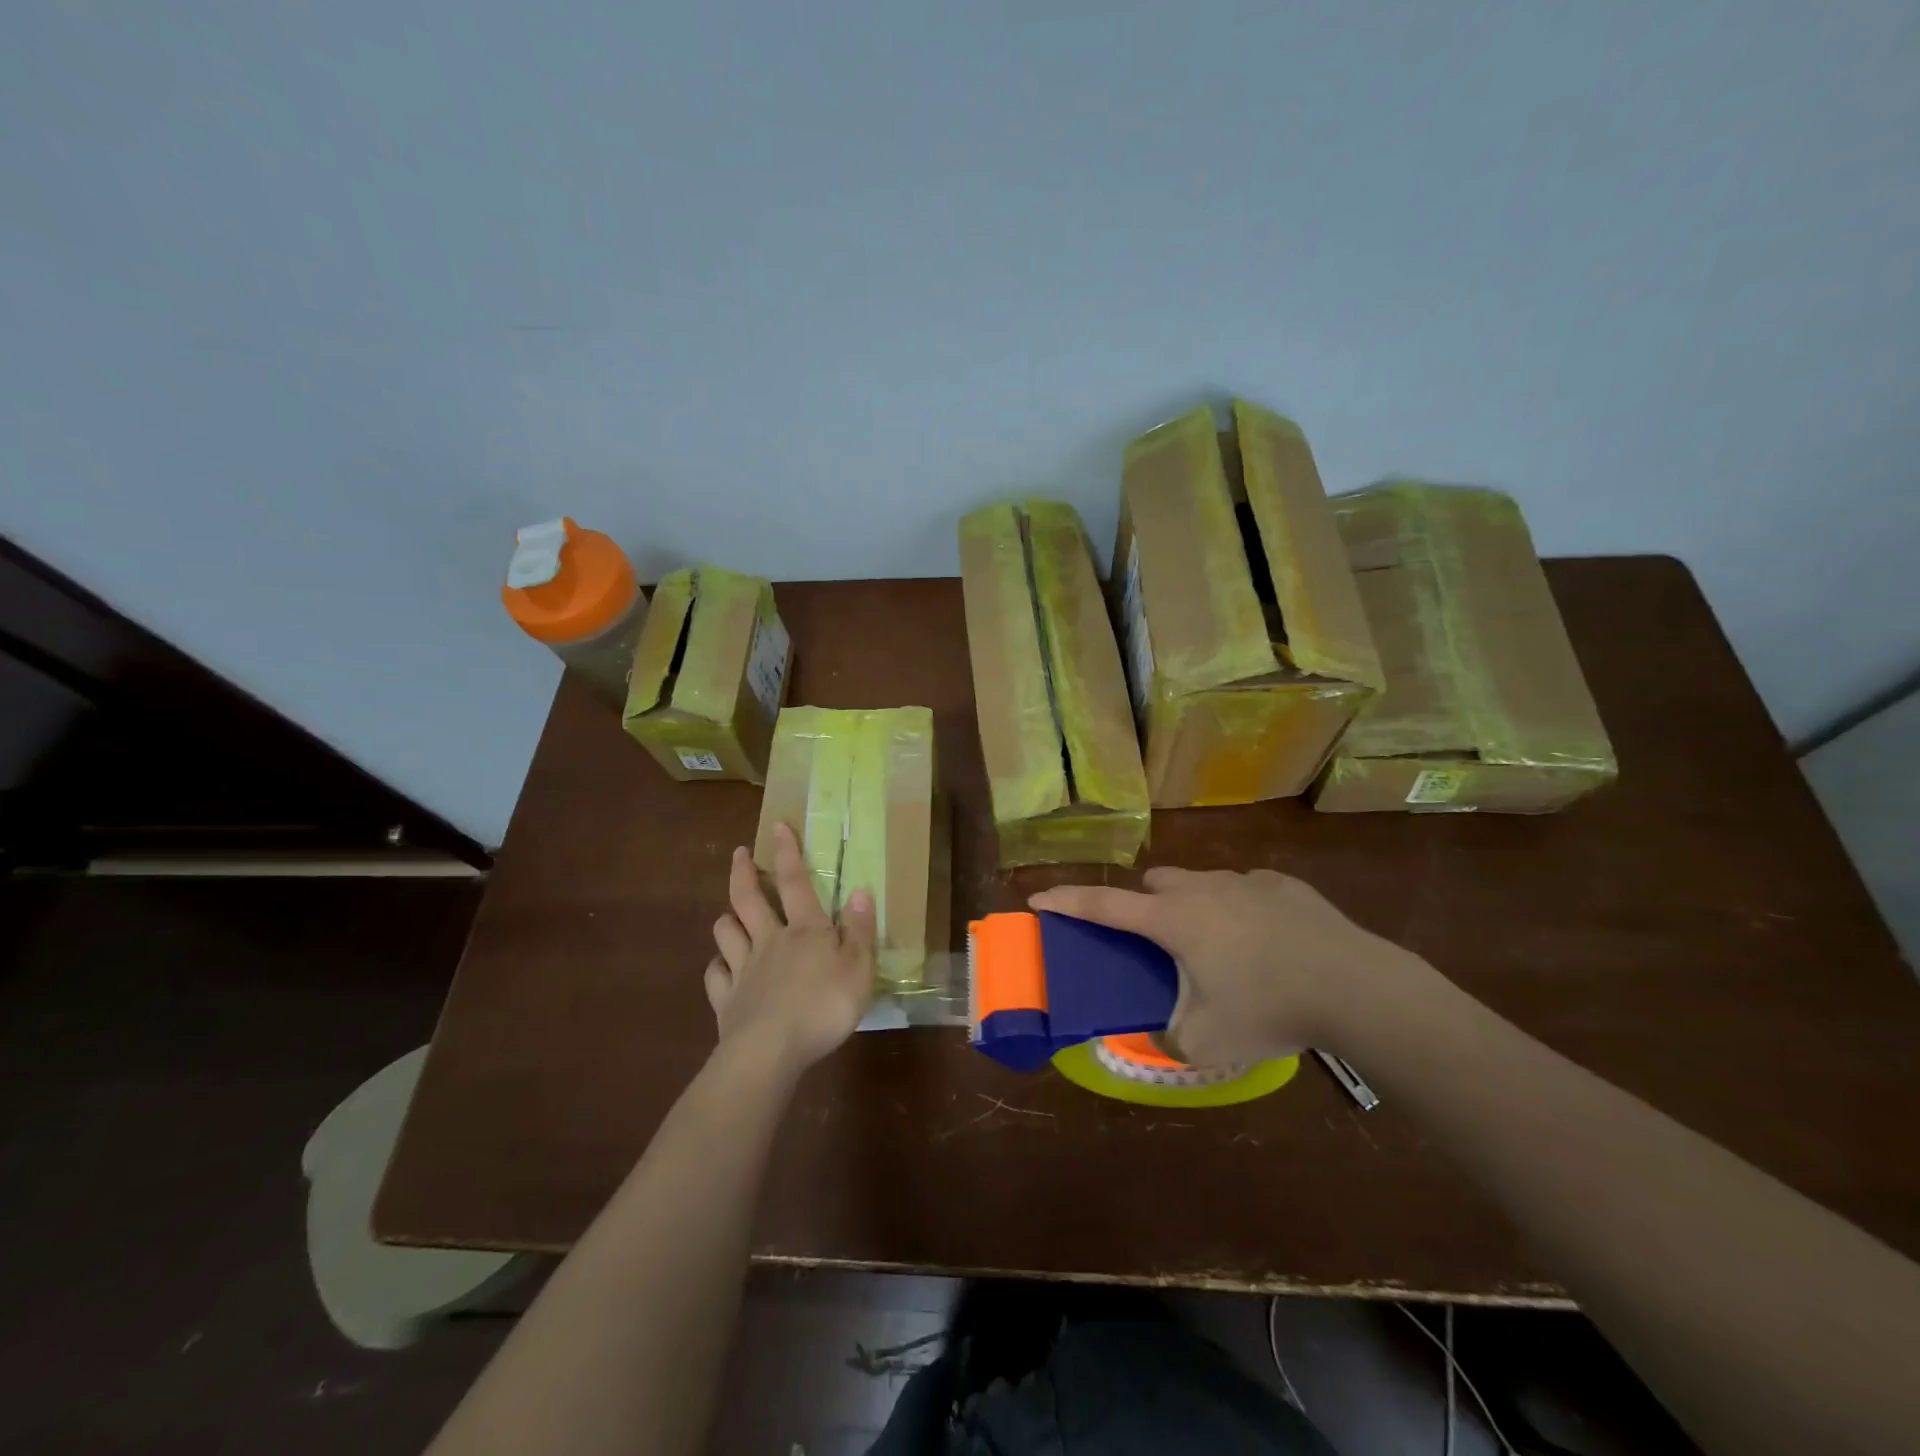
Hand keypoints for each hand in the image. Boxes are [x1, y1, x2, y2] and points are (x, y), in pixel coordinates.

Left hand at [707, 822, 876, 1075]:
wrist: (771, 1050)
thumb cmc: (824, 1006)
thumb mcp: (860, 968)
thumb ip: (861, 930)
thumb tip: (861, 891)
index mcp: (805, 930)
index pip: (794, 882)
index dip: (786, 852)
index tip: (776, 826)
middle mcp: (770, 941)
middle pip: (748, 899)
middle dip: (743, 872)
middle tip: (739, 853)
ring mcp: (743, 970)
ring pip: (726, 933)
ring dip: (727, 919)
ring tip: (729, 914)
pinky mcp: (726, 1001)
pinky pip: (715, 976)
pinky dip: (716, 969)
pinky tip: (721, 970)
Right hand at [1029, 867, 1432, 1066]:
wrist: (1355, 987)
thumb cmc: (1269, 1009)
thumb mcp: (1206, 1042)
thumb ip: (1168, 1039)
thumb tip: (1159, 1034)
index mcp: (1174, 921)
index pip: (1103, 905)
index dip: (1066, 902)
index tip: (1037, 898)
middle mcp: (1203, 889)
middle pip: (1155, 884)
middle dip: (1145, 906)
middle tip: (1159, 943)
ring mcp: (1246, 881)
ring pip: (1200, 881)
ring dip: (1193, 904)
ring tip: (1219, 947)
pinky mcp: (1284, 884)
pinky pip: (1244, 887)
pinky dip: (1239, 907)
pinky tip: (1267, 941)